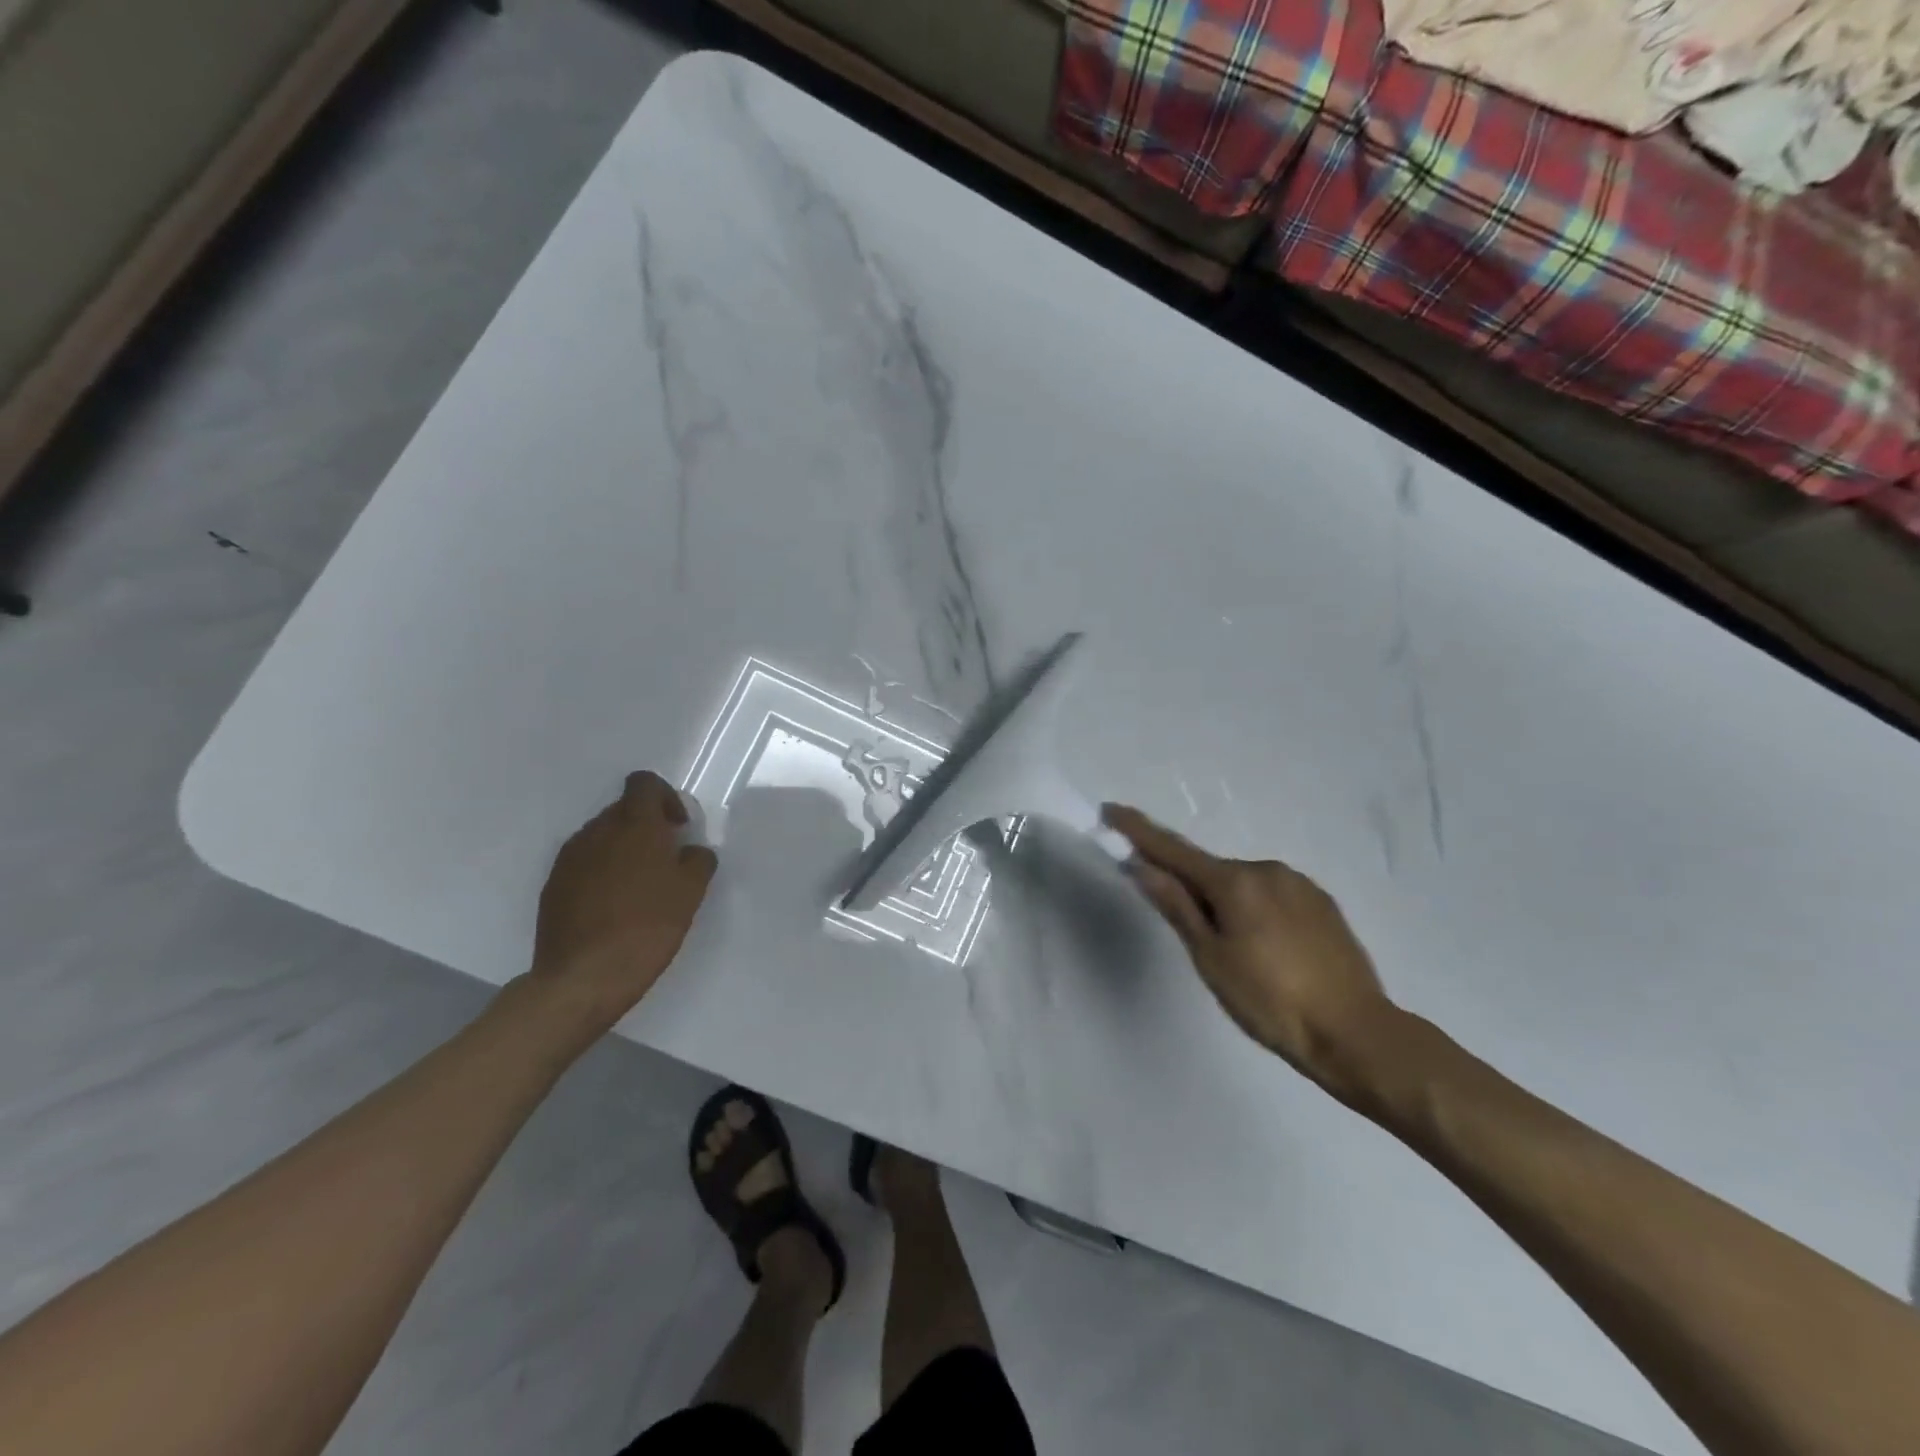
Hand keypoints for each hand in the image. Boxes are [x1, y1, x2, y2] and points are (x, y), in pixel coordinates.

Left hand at [526, 771, 718, 1031]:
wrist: (583, 977)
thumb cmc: (647, 927)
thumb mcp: (691, 893)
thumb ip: (698, 861)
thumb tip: (691, 852)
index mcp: (635, 825)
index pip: (644, 783)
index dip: (665, 797)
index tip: (678, 828)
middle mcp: (598, 831)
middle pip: (623, 810)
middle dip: (646, 827)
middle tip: (665, 861)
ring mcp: (570, 858)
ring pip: (602, 837)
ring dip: (622, 850)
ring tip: (639, 888)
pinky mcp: (553, 885)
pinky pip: (584, 864)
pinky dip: (601, 873)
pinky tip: (613, 907)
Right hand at [1104, 804, 1397, 1099]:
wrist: (1357, 1033)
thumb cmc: (1271, 1001)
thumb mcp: (1211, 958)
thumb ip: (1176, 906)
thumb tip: (1141, 865)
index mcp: (1235, 881)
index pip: (1173, 849)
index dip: (1139, 830)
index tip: (1112, 809)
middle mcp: (1267, 869)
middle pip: (1211, 871)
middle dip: (1192, 888)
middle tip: (1193, 937)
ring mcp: (1300, 884)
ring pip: (1244, 884)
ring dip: (1227, 903)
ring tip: (1240, 955)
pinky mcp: (1323, 902)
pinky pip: (1272, 895)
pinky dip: (1257, 910)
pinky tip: (1270, 949)